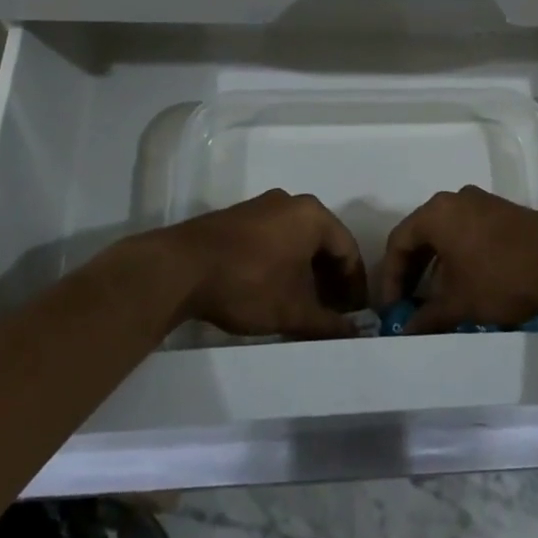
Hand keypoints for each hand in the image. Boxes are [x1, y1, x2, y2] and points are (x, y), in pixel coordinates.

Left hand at [155, 189, 368, 340]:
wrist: (181, 267)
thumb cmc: (248, 283)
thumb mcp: (293, 311)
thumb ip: (328, 324)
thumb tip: (355, 335)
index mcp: (312, 215)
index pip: (348, 250)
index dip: (354, 287)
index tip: (354, 316)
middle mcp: (291, 203)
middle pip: (323, 243)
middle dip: (330, 280)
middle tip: (331, 314)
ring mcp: (262, 207)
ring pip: (297, 241)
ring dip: (306, 274)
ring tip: (303, 307)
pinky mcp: (238, 218)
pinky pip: (274, 239)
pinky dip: (283, 264)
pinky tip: (274, 291)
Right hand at [378, 185, 537, 333]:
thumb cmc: (499, 276)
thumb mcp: (459, 302)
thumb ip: (427, 316)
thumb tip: (406, 332)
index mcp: (436, 212)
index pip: (399, 241)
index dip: (390, 277)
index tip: (391, 308)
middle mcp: (455, 199)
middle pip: (422, 234)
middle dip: (412, 271)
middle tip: (408, 303)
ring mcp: (482, 203)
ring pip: (447, 233)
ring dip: (437, 265)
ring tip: (437, 298)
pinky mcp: (504, 213)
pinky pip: (468, 232)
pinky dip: (459, 256)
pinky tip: (466, 283)